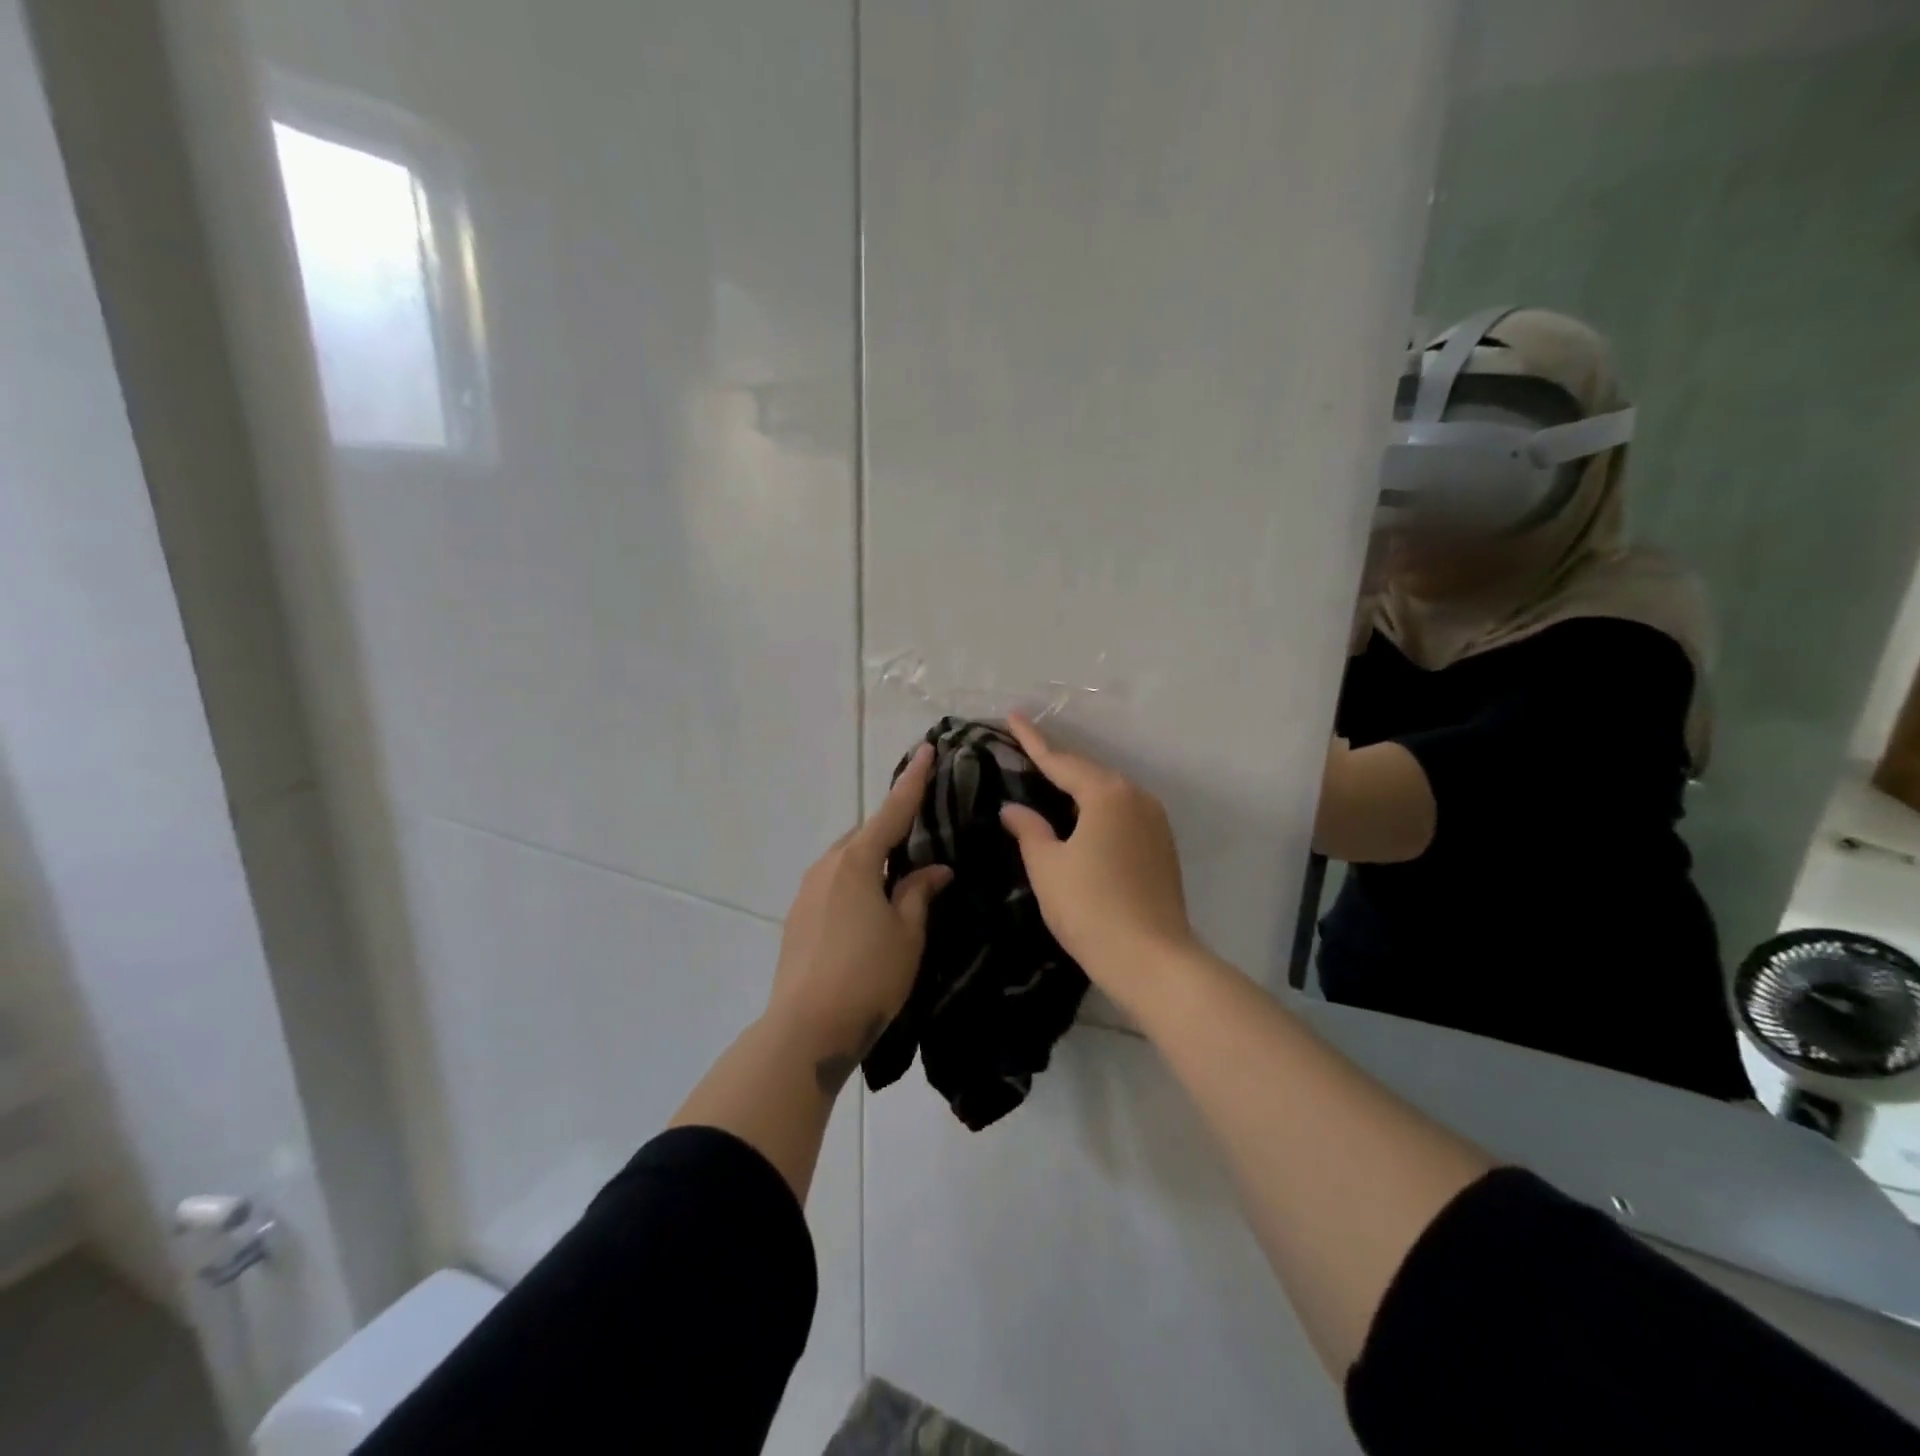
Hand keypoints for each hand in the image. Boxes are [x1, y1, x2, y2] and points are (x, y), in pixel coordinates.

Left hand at [766, 743, 951, 1094]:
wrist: (806, 1029)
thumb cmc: (868, 976)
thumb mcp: (907, 934)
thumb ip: (919, 894)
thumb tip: (934, 871)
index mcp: (856, 861)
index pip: (892, 811)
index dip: (912, 781)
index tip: (926, 750)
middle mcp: (826, 866)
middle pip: (865, 836)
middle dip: (892, 831)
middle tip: (921, 838)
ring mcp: (807, 891)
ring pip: (847, 861)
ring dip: (872, 861)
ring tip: (899, 879)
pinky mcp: (798, 917)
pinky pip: (834, 884)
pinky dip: (856, 883)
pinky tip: (870, 908)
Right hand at [998, 715, 1195, 1002]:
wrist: (1152, 959)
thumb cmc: (1090, 907)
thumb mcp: (1048, 866)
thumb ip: (1029, 830)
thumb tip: (1014, 808)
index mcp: (1107, 794)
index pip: (1061, 760)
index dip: (1032, 740)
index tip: (1012, 715)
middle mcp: (1137, 798)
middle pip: (1089, 773)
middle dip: (1057, 762)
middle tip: (1026, 750)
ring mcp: (1155, 822)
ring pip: (1109, 794)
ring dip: (1078, 787)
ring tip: (1049, 782)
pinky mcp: (1162, 847)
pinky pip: (1122, 814)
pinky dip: (1097, 809)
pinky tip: (1080, 820)